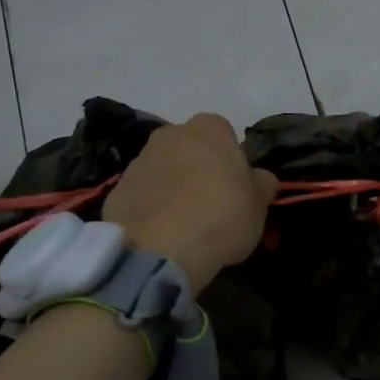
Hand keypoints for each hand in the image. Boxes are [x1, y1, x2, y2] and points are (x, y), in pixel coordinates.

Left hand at [103, 114, 277, 288]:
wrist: (159, 250)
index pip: (224, 134)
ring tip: (183, 222)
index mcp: (209, 129)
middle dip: (198, 167)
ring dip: (172, 186)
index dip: (231, 160)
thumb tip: (260, 177)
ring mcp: (139, 160)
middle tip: (210, 203)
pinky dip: (150, 206)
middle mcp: (170, 134)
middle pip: (190, 147)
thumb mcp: (258, 206)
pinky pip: (142, 193)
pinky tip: (161, 232)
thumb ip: (261, 184)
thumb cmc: (220, 217)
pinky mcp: (117, 189)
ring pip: (163, 169)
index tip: (235, 187)